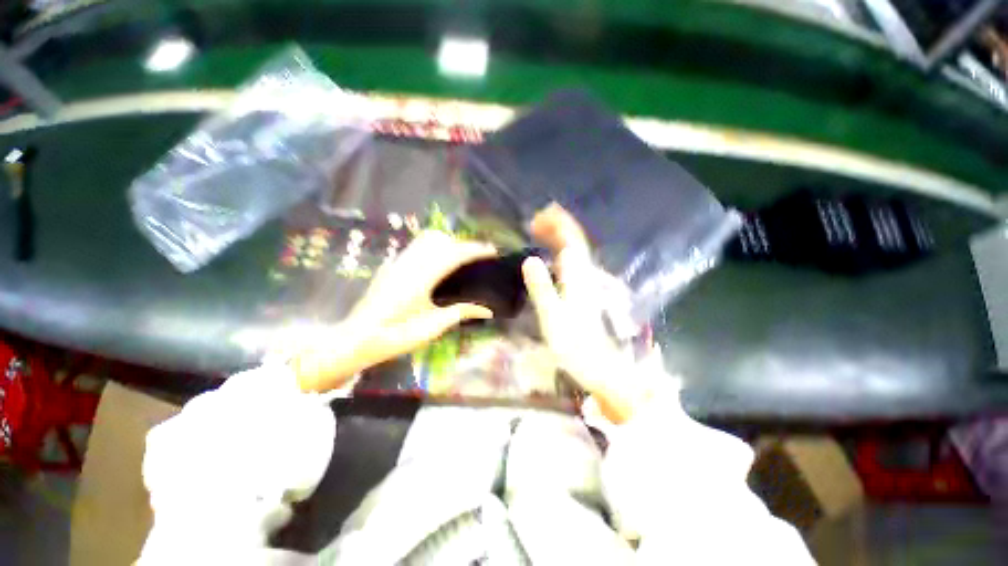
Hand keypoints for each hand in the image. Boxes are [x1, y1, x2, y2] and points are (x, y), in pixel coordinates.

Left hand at [292, 231, 496, 391]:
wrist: (356, 339)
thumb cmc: (395, 336)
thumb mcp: (433, 327)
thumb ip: (461, 313)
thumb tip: (488, 311)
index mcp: (422, 277)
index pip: (455, 254)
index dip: (476, 250)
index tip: (492, 252)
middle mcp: (409, 263)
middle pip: (441, 239)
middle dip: (462, 244)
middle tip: (476, 259)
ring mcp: (397, 262)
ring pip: (426, 239)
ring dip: (447, 243)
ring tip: (458, 259)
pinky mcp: (390, 266)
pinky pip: (416, 247)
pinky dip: (432, 248)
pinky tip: (436, 266)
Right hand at [522, 204, 640, 422]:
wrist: (596, 365)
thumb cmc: (574, 345)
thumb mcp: (552, 317)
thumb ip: (542, 288)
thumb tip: (530, 259)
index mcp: (578, 277)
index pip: (571, 241)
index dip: (558, 225)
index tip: (539, 217)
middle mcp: (584, 274)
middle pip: (575, 241)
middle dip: (558, 227)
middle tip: (535, 221)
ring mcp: (585, 282)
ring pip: (574, 250)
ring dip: (559, 237)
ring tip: (540, 230)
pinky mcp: (582, 290)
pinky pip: (572, 262)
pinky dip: (561, 251)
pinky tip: (551, 254)